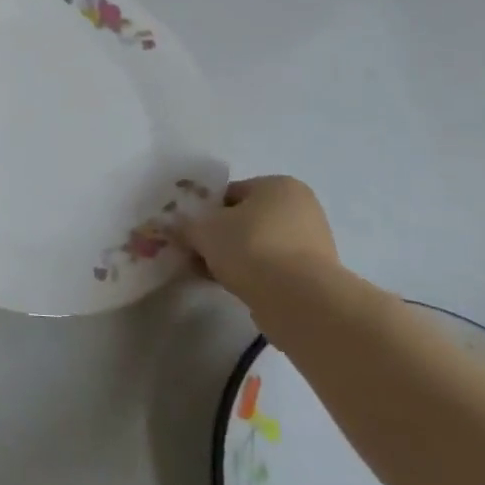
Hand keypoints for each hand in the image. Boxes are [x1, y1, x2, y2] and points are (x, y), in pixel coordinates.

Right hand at [183, 176, 339, 301]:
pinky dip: (252, 274)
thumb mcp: (203, 231)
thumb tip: (169, 226)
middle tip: (196, 253)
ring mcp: (312, 242)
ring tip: (210, 273)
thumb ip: (183, 225)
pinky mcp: (314, 275)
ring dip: (234, 257)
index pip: (230, 193)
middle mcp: (301, 207)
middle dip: (219, 236)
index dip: (204, 211)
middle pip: (245, 219)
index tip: (188, 231)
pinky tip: (232, 286)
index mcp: (279, 185)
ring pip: (258, 245)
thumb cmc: (250, 247)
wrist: (298, 299)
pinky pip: (272, 268)